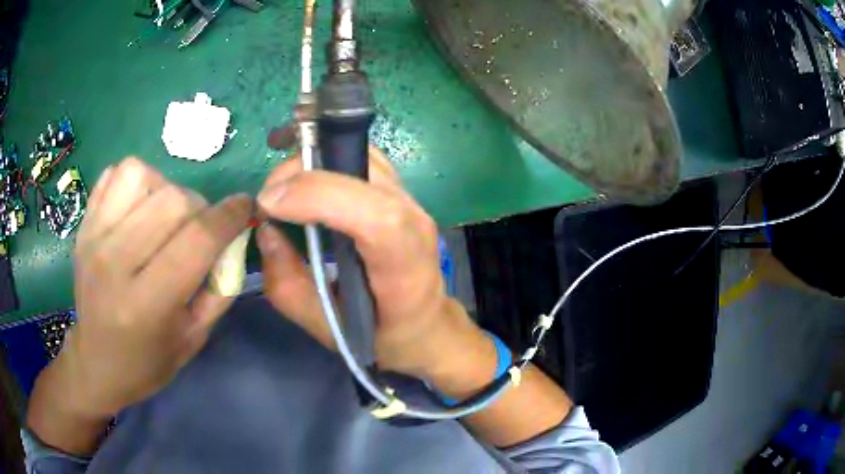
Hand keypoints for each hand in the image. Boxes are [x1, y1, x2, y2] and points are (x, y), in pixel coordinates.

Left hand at [37, 158, 250, 422]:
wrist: (96, 362)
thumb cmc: (148, 360)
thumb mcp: (194, 338)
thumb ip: (220, 288)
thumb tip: (234, 239)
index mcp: (146, 304)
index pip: (196, 240)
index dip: (229, 216)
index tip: (245, 207)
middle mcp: (114, 263)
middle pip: (172, 200)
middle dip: (200, 207)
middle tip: (199, 229)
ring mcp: (94, 238)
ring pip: (142, 175)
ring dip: (165, 189)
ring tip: (164, 216)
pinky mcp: (84, 225)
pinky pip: (116, 174)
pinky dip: (136, 181)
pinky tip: (139, 208)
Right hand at [256, 148, 490, 378]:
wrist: (428, 323)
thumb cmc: (384, 335)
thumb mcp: (330, 328)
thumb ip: (290, 288)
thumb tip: (265, 231)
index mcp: (405, 268)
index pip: (376, 216)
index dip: (319, 196)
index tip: (269, 204)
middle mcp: (415, 222)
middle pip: (363, 172)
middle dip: (302, 173)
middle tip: (268, 200)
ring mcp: (411, 200)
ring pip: (360, 154)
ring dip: (312, 161)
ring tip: (282, 190)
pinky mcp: (400, 190)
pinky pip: (361, 158)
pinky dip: (327, 157)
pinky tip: (304, 177)